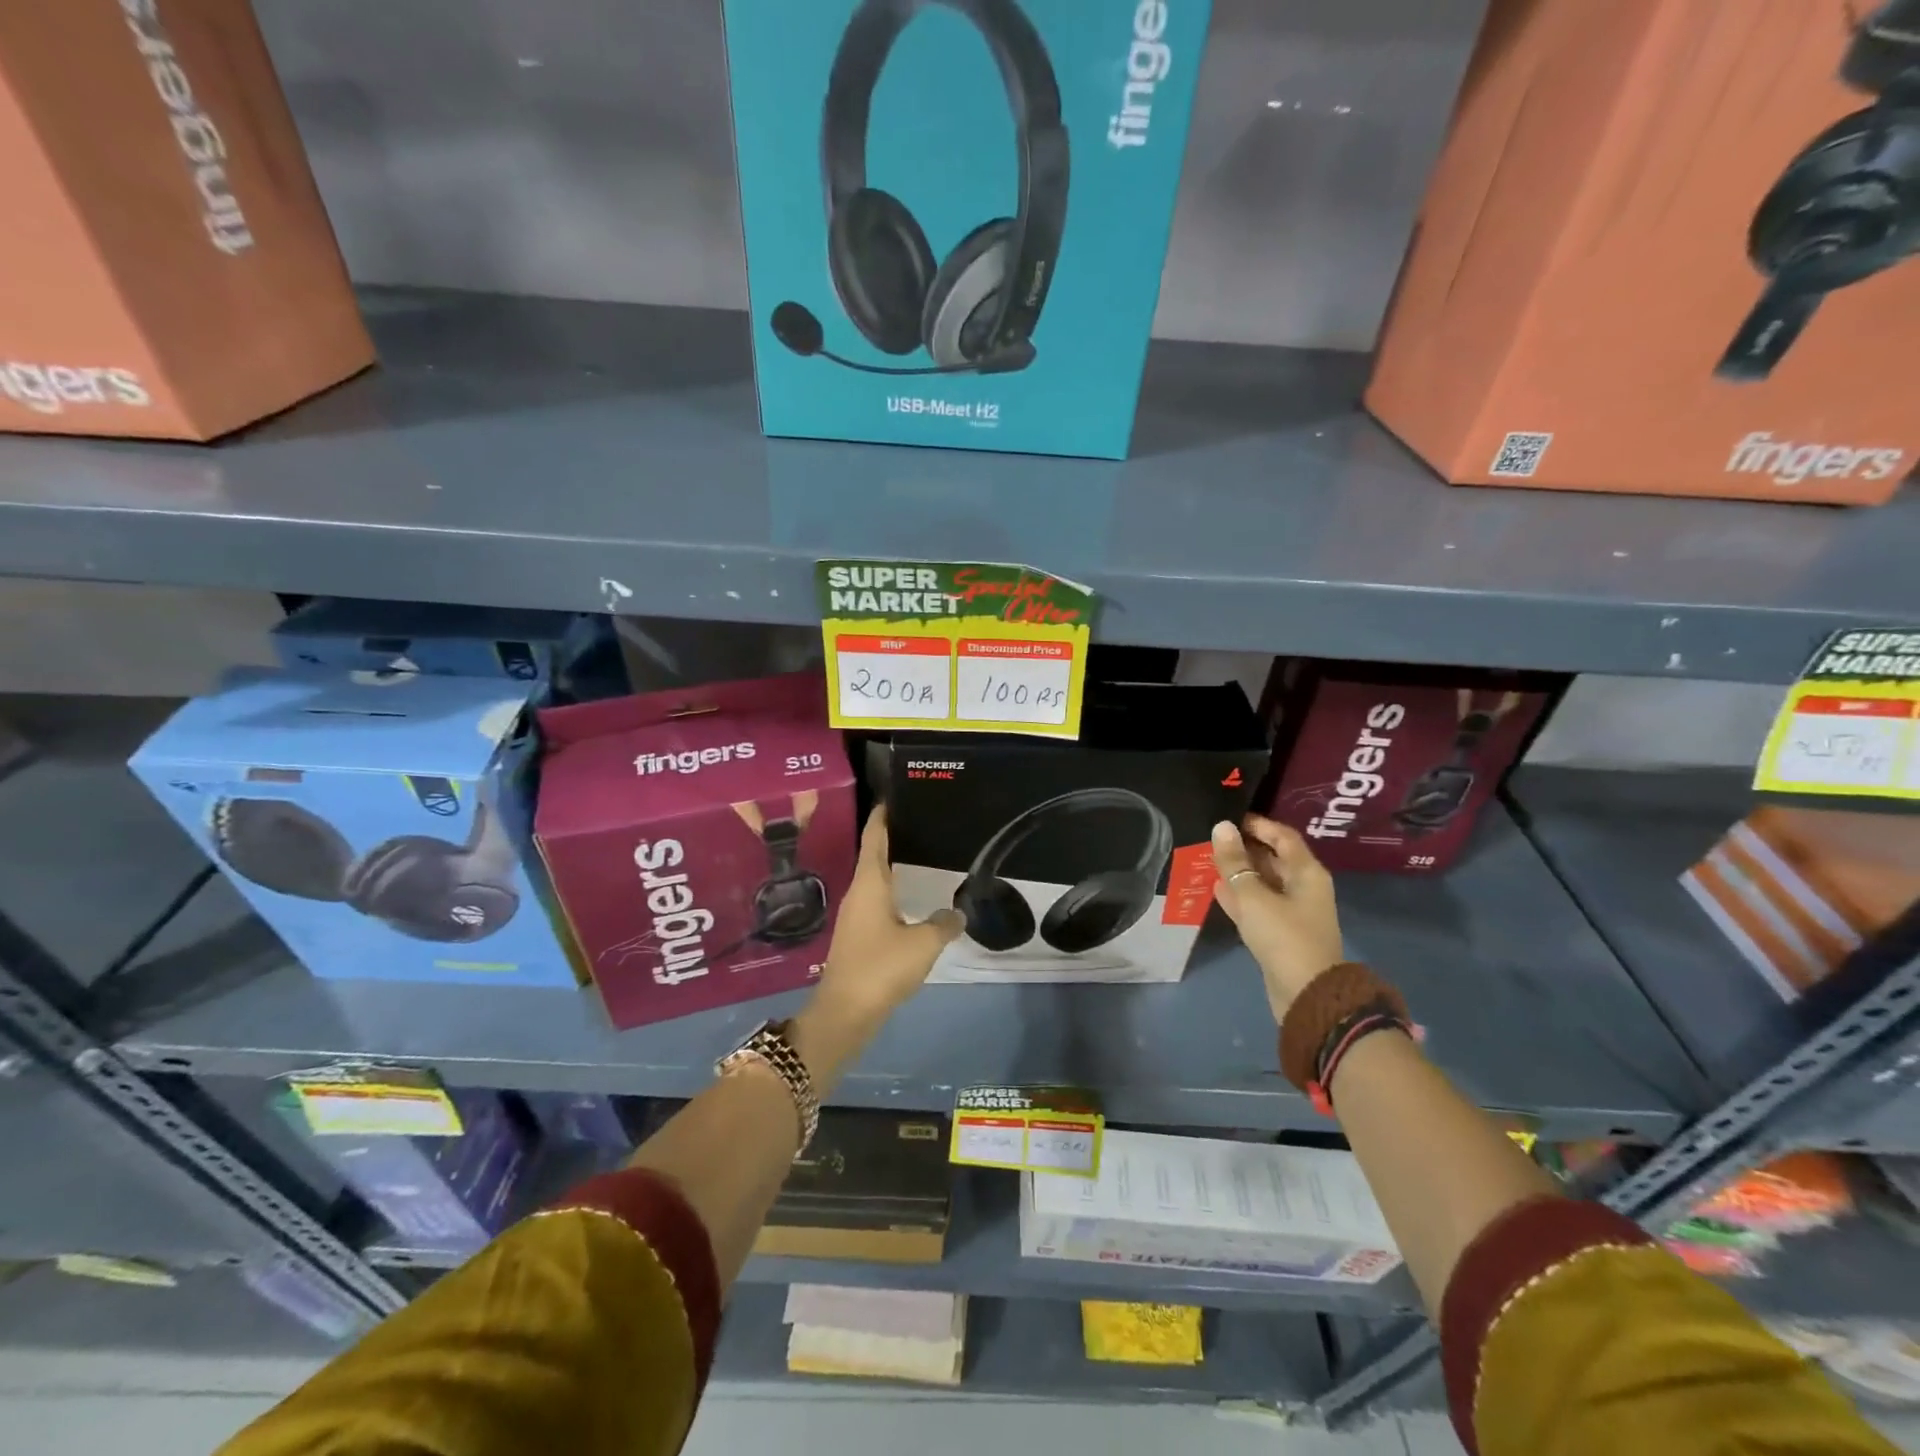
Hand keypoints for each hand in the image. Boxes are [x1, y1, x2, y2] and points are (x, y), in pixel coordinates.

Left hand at [798, 808, 961, 1078]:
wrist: (845, 1012)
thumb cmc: (881, 966)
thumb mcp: (923, 943)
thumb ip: (943, 924)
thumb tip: (956, 913)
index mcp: (869, 883)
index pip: (874, 837)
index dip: (882, 816)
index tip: (893, 797)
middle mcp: (858, 893)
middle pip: (874, 856)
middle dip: (894, 839)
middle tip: (922, 825)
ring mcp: (855, 916)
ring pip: (876, 882)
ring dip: (895, 869)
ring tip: (923, 859)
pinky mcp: (858, 937)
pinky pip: (878, 904)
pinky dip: (895, 894)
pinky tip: (914, 902)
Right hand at [1211, 815, 1343, 1023]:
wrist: (1305, 995)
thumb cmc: (1283, 936)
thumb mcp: (1253, 895)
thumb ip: (1234, 862)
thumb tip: (1221, 827)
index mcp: (1306, 873)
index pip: (1283, 836)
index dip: (1258, 825)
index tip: (1229, 817)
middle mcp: (1303, 888)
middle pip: (1273, 859)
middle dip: (1244, 848)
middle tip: (1212, 838)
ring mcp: (1293, 912)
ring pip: (1263, 883)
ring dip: (1239, 873)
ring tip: (1208, 860)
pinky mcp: (1280, 933)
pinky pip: (1258, 905)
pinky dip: (1240, 895)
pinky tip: (1216, 889)